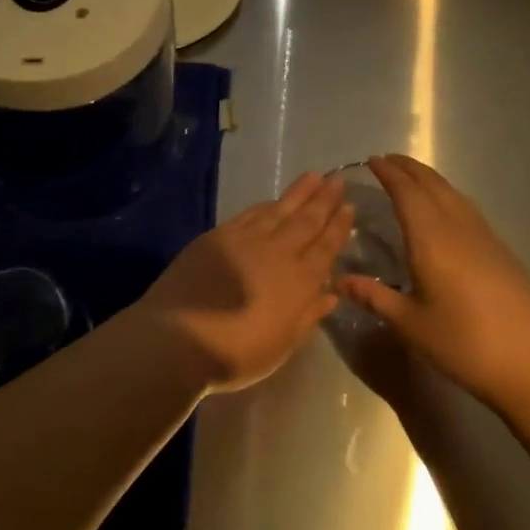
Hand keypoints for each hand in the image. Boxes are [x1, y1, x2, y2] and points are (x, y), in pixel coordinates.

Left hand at [131, 172, 352, 392]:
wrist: (179, 337)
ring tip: (314, 177)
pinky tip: (272, 201)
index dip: (339, 227)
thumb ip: (308, 316)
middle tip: (338, 181)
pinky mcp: (218, 237)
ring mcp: (246, 241)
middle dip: (324, 201)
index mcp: (300, 281)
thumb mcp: (282, 345)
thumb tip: (331, 294)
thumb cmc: (237, 353)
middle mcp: (278, 253)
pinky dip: (265, 205)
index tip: (349, 207)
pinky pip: (250, 214)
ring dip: (298, 194)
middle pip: (306, 222)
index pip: (326, 247)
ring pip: (279, 211)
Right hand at [337, 155, 529, 403]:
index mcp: (431, 240)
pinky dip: (448, 197)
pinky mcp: (502, 251)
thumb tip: (339, 280)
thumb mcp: (410, 323)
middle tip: (387, 161)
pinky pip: (467, 210)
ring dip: (430, 180)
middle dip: (408, 169)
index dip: (388, 174)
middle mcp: (458, 228)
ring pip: (454, 195)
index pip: (406, 194)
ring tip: (412, 178)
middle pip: (432, 185)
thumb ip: (374, 297)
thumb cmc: (462, 343)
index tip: (371, 161)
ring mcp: (485, 238)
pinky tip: (444, 211)